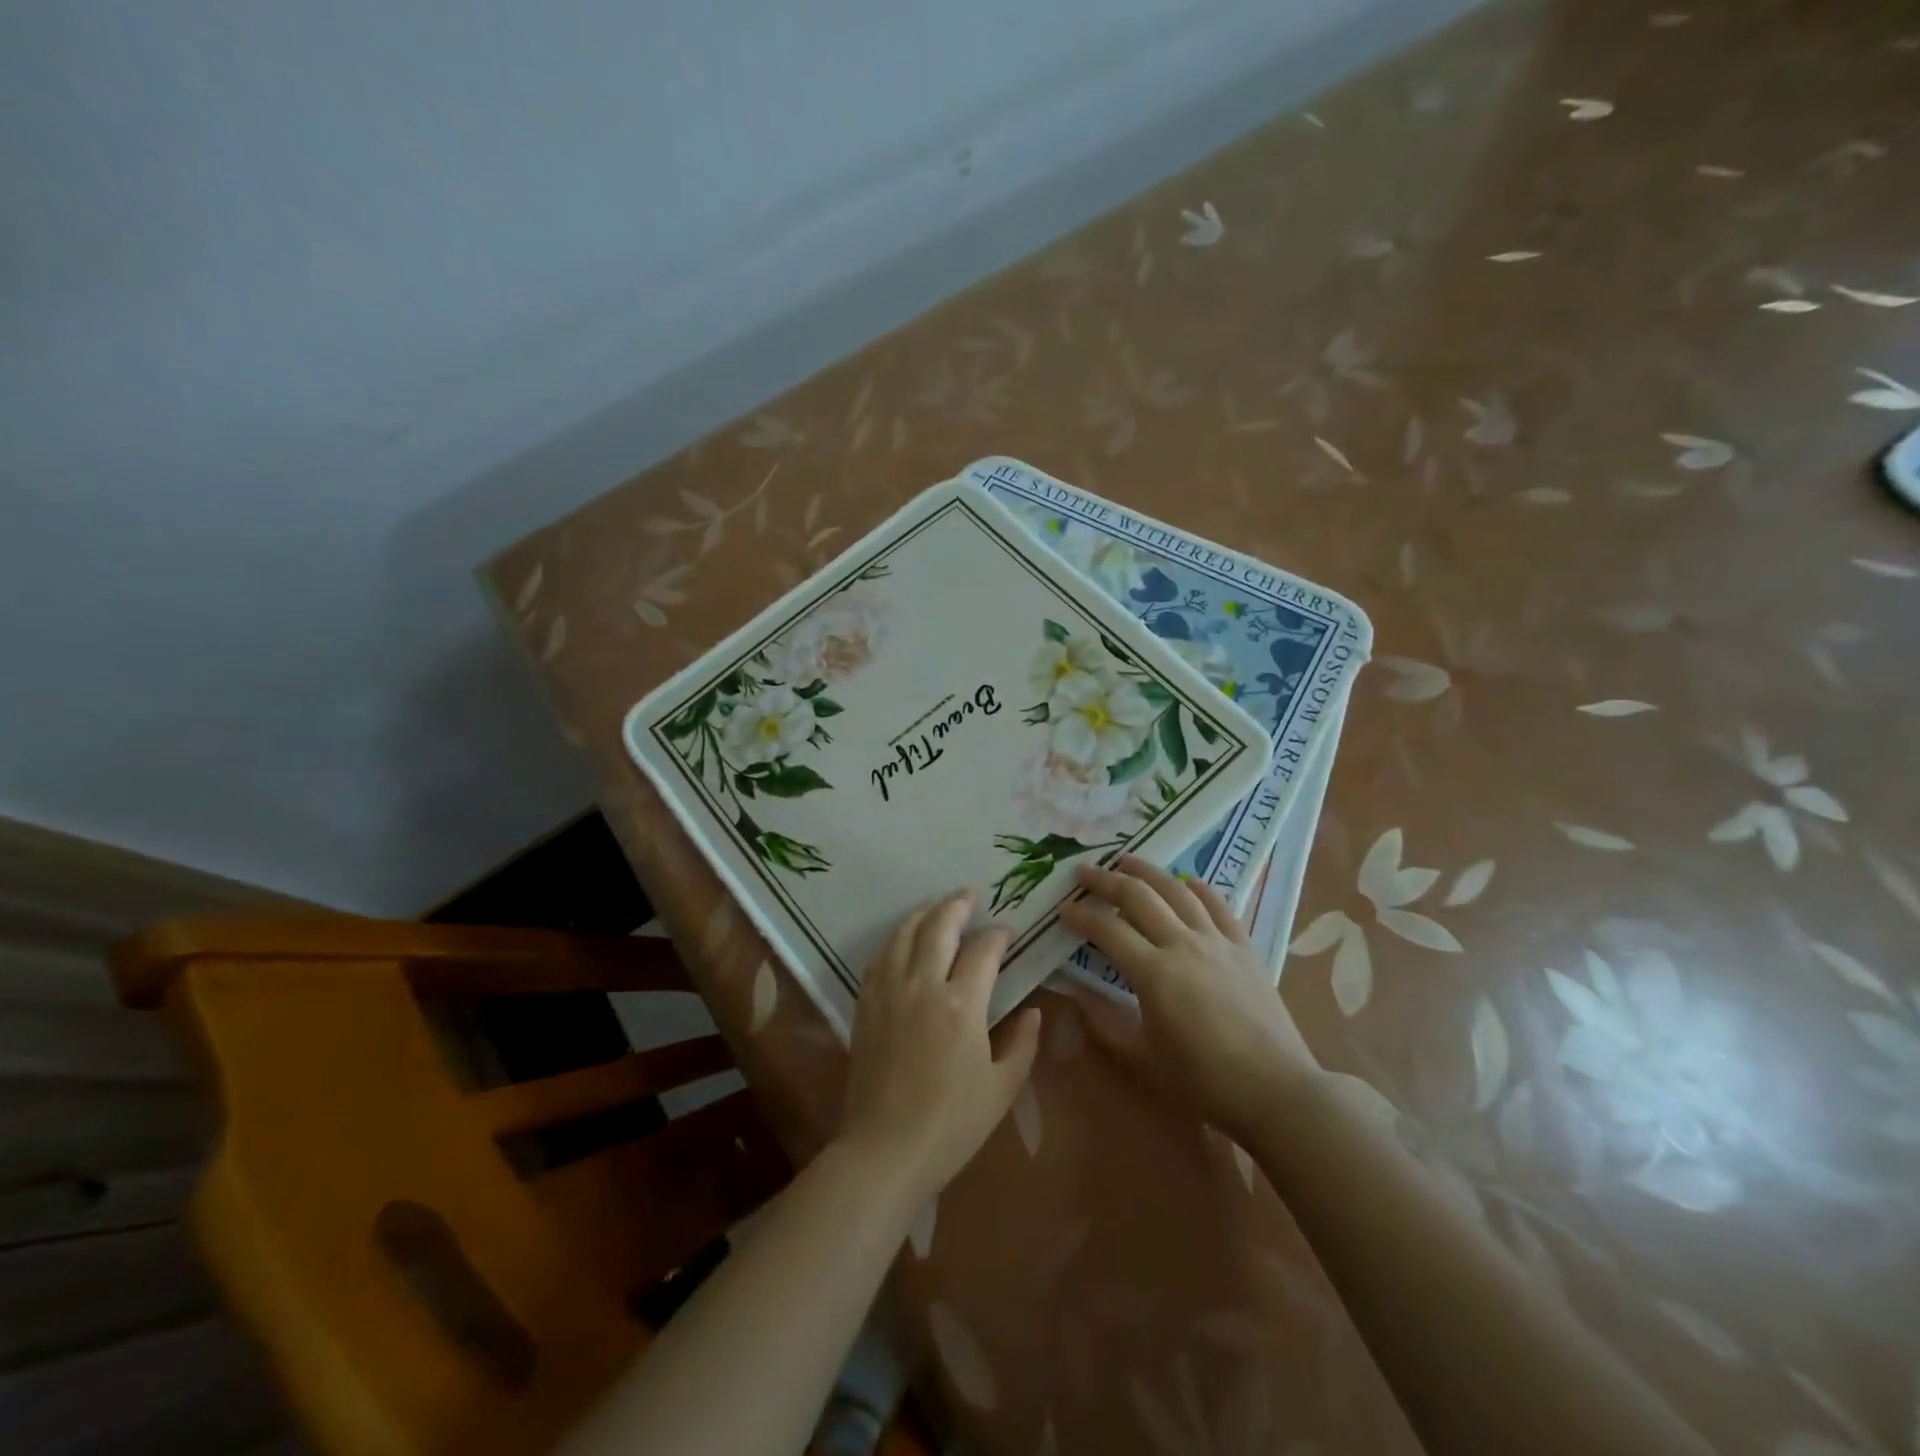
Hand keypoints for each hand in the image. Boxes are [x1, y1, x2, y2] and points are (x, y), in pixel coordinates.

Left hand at [838, 889, 1042, 1203]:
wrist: (884, 1150)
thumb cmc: (951, 1124)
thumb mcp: (1001, 1089)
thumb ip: (1021, 1044)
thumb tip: (1032, 1010)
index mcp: (962, 1004)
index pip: (982, 950)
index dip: (997, 935)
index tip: (1006, 931)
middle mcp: (922, 985)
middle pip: (938, 926)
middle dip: (957, 904)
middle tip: (971, 894)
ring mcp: (889, 992)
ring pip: (904, 934)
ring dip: (924, 913)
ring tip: (938, 907)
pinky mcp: (866, 1005)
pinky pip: (880, 957)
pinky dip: (896, 938)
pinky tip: (904, 939)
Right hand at [1059, 856, 1320, 1144]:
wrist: (1277, 1092)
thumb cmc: (1203, 1081)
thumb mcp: (1142, 1057)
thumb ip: (1102, 1021)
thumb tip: (1072, 993)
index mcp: (1154, 973)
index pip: (1107, 929)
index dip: (1081, 915)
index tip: (1063, 909)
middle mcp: (1183, 945)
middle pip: (1138, 897)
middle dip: (1106, 880)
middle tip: (1083, 872)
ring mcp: (1217, 942)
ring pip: (1177, 891)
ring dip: (1148, 871)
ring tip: (1126, 860)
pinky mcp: (1244, 947)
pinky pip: (1219, 906)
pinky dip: (1198, 888)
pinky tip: (1186, 881)